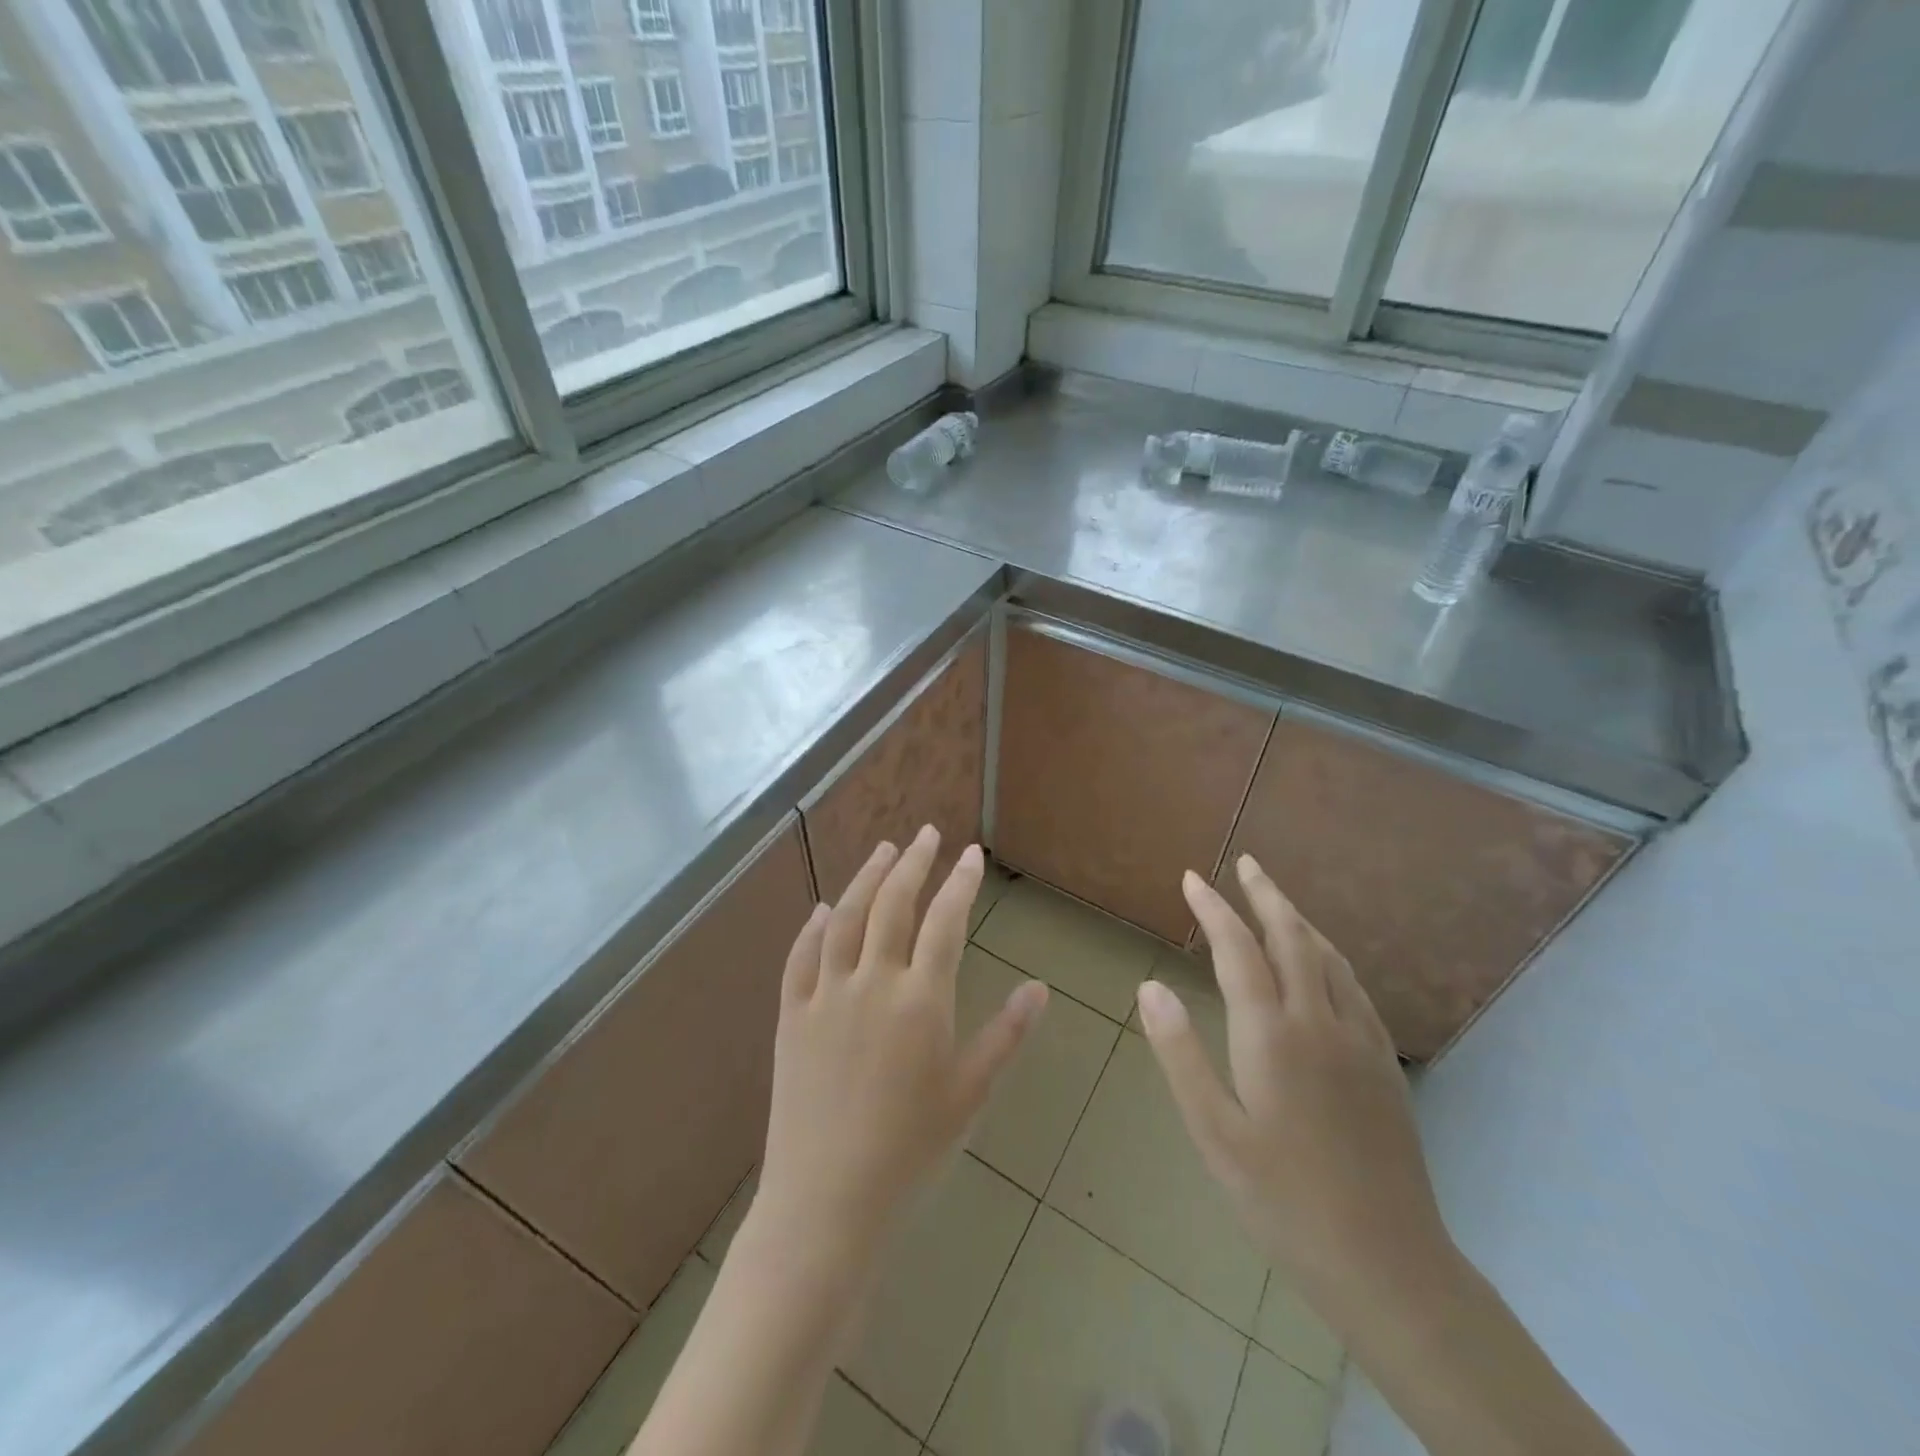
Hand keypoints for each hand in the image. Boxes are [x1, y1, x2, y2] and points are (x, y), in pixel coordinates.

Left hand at [755, 827, 1048, 1262]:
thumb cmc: (912, 1149)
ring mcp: (826, 995)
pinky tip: (822, 909)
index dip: (960, 882)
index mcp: (921, 1000)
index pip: (945, 921)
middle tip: (926, 833)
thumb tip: (1040, 988)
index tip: (971, 854)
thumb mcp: (970, 1092)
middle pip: (893, 904)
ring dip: (866, 878)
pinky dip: (812, 927)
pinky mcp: (790, 1015)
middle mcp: (872, 983)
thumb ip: (1006, 1034)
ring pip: (845, 918)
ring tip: (884, 850)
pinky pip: (800, 957)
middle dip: (913, 862)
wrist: (828, 1199)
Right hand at [1136, 855, 1453, 1328]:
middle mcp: (1319, 1022)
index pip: (1238, 950)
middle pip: (1292, 938)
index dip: (1213, 909)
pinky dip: (1328, 955)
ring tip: (1277, 900)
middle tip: (1246, 863)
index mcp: (1272, 1035)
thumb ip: (1180, 1054)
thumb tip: (1150, 987)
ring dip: (1299, 920)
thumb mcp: (1214, 1132)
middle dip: (1266, 895)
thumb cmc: (1282, 1199)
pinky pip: (1352, 986)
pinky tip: (1322, 963)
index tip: (1192, 879)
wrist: (1387, 1263)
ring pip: (1328, 957)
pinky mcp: (1383, 1064)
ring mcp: (1359, 1041)